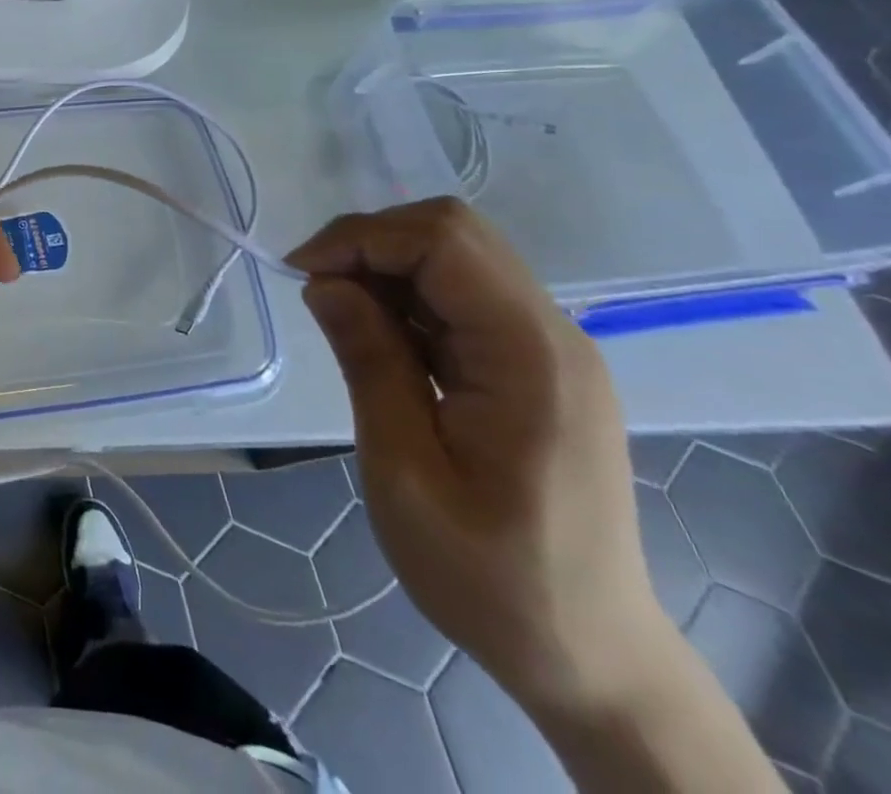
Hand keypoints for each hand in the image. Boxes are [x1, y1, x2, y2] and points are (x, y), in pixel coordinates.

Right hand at [286, 198, 666, 720]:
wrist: (588, 657)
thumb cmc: (490, 576)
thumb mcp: (405, 471)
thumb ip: (368, 362)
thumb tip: (324, 282)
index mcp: (530, 356)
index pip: (444, 240)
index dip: (362, 238)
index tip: (302, 275)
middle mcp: (552, 335)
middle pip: (454, 233)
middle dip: (371, 243)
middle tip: (318, 290)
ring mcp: (549, 349)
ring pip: (456, 257)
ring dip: (386, 268)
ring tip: (341, 317)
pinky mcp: (536, 366)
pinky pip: (464, 297)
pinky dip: (408, 297)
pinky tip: (380, 339)